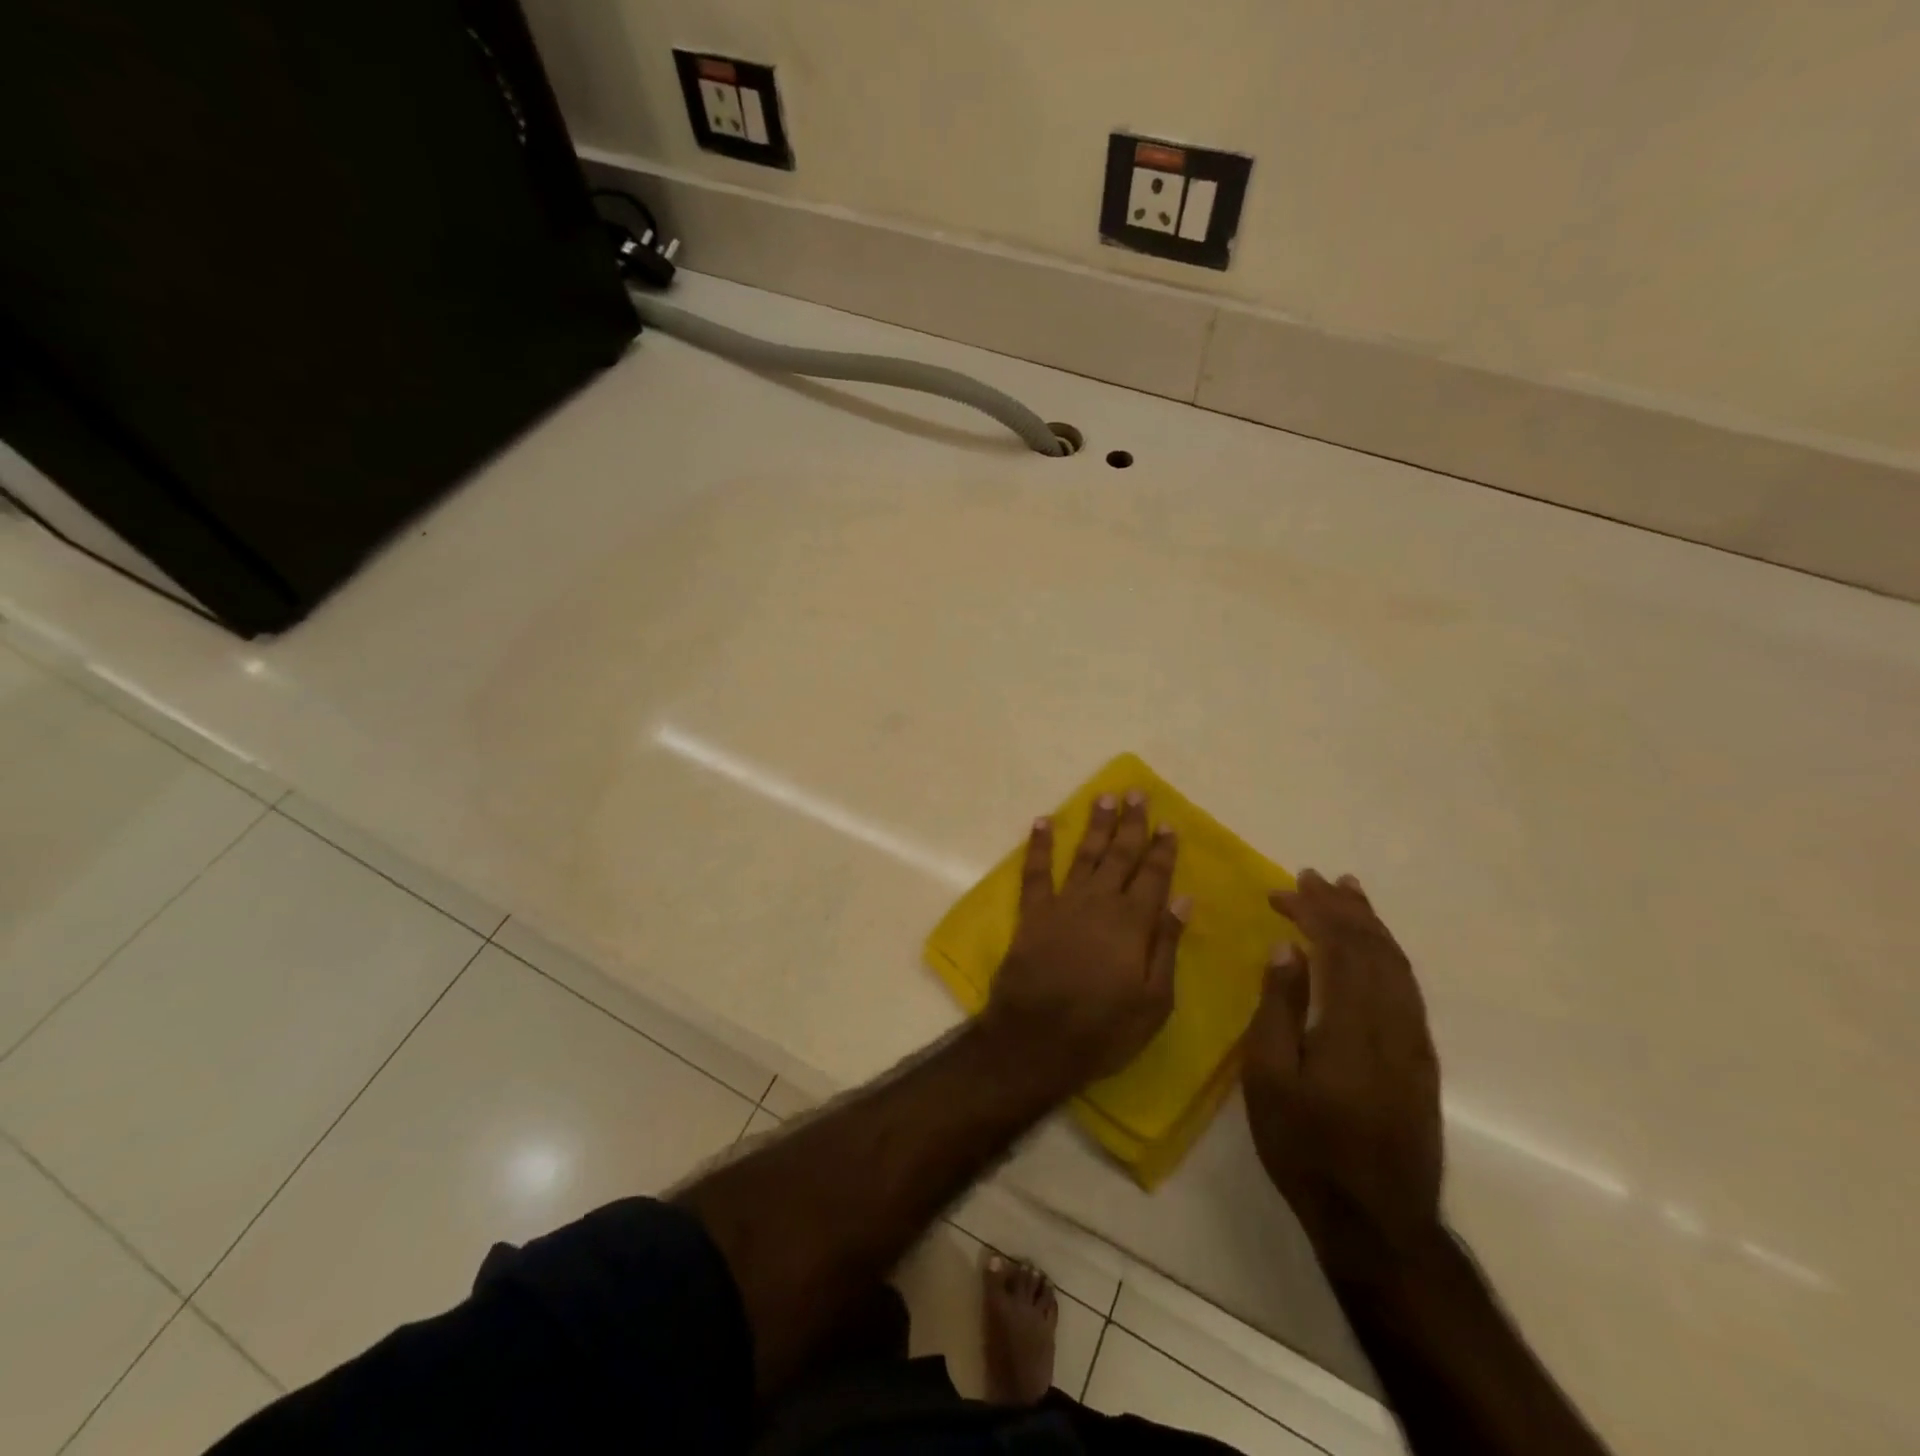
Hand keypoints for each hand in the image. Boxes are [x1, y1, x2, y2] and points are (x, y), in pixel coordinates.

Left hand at [983, 791, 1187, 1091]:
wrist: (1036, 1040)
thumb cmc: (1104, 1029)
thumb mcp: (1154, 1000)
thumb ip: (1166, 945)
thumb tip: (1183, 899)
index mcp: (1133, 924)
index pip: (1153, 876)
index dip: (1162, 849)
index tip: (1168, 823)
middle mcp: (1099, 903)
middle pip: (1119, 856)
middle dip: (1130, 824)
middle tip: (1136, 794)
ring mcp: (1063, 905)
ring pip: (1084, 855)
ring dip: (1094, 825)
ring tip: (1103, 797)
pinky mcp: (1032, 914)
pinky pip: (1035, 872)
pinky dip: (1039, 846)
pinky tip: (1043, 822)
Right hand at [1243, 870, 1443, 1279]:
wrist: (1378, 1220)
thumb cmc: (1306, 1147)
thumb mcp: (1269, 1078)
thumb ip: (1279, 1007)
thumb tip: (1288, 949)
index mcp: (1351, 1023)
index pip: (1338, 946)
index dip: (1313, 910)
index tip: (1284, 888)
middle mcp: (1392, 1022)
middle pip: (1373, 947)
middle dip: (1342, 906)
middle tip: (1313, 877)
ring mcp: (1414, 1041)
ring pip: (1397, 964)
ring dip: (1370, 923)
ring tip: (1348, 893)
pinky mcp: (1422, 1059)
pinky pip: (1407, 987)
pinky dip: (1388, 954)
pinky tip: (1373, 949)